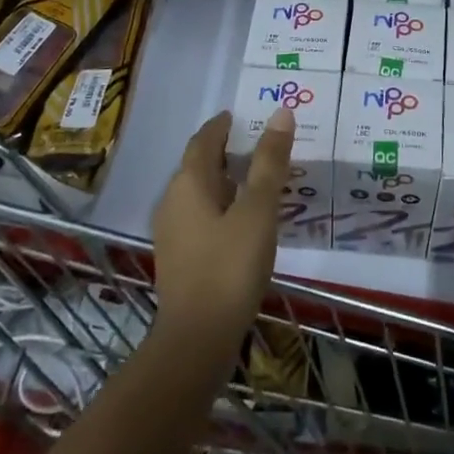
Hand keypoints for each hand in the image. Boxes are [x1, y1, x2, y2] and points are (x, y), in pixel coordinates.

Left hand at [150, 108, 294, 366]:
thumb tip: (281, 113)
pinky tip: (243, 219)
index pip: (204, 140)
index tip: (243, 116)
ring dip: (224, 179)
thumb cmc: (229, 267)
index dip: (222, 125)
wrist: (197, 340)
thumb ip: (269, 162)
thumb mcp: (258, 211)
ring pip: (199, 192)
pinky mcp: (179, 258)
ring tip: (257, 178)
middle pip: (199, 164)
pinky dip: (221, 205)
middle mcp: (173, 200)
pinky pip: (201, 215)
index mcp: (189, 183)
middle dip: (225, 150)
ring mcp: (172, 232)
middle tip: (259, 143)